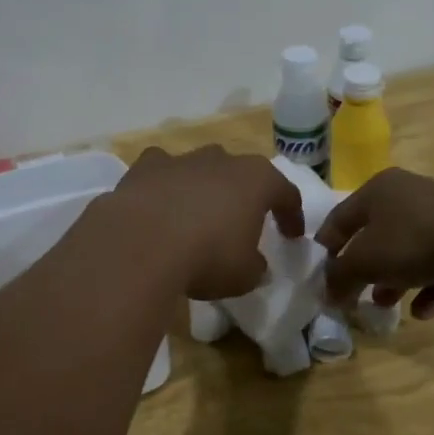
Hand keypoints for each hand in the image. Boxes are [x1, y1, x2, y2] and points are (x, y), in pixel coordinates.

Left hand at [112, 146, 305, 299]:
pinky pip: (161, 171)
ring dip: (203, 188)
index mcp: (256, 180)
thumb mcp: (245, 275)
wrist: (141, 243)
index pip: (285, 193)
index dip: (292, 215)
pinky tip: (158, 205)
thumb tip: (255, 264)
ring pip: (200, 168)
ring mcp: (181, 159)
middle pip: (240, 173)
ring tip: (197, 215)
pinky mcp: (145, 166)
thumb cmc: (207, 257)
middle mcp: (221, 160)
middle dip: (243, 195)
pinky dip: (163, 184)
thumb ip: (255, 266)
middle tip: (242, 221)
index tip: (292, 236)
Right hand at [317, 168, 433, 319]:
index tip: (318, 276)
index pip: (340, 217)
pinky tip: (423, 312)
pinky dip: (429, 289)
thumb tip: (327, 292)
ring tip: (386, 307)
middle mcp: (408, 197)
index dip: (326, 247)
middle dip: (363, 268)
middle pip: (375, 236)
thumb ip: (340, 276)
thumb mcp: (365, 260)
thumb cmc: (416, 240)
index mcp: (379, 190)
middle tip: (353, 295)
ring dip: (394, 281)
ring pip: (408, 253)